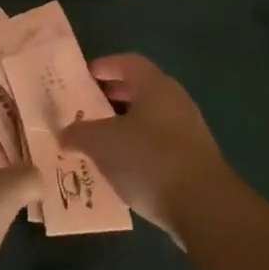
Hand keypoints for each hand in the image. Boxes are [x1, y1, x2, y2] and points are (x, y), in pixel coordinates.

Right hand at [61, 53, 225, 234]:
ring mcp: (189, 130)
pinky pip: (160, 143)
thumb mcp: (102, 143)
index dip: (104, 66)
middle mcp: (175, 100)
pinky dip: (140, 147)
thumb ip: (79, 133)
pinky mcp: (195, 159)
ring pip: (150, 118)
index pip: (127, 62)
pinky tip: (124, 167)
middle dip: (113, 96)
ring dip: (126, 124)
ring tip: (100, 140)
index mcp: (154, 85)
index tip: (83, 76)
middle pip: (140, 89)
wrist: (205, 207)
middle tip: (87, 107)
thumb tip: (64, 133)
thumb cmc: (149, 159)